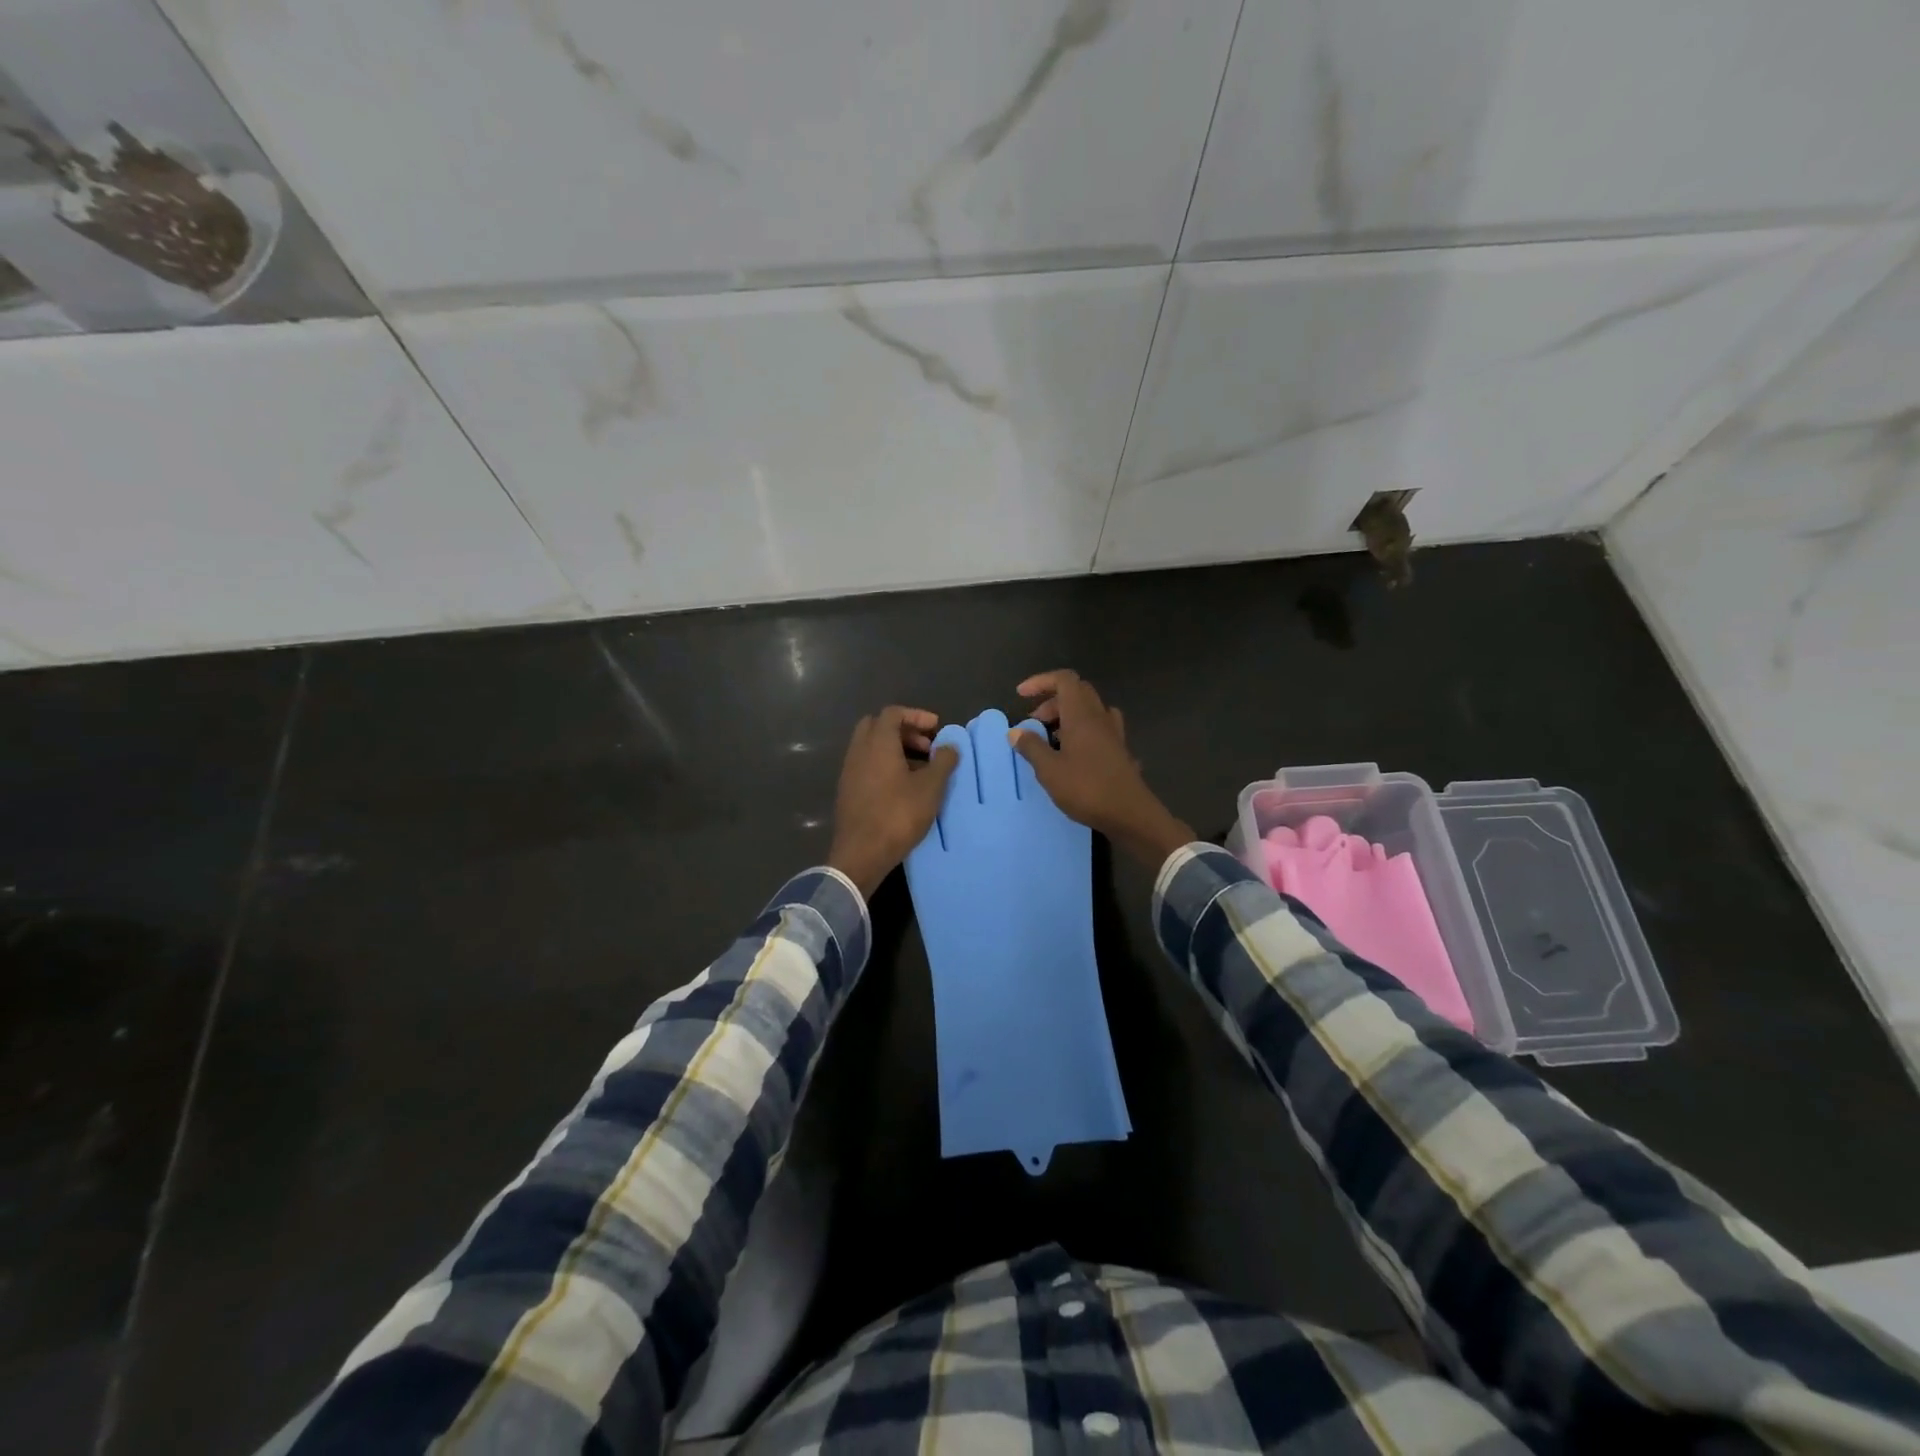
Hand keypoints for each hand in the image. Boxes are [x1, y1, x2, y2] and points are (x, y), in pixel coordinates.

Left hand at [826, 707, 959, 896]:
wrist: (861, 854)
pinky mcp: (847, 791)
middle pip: (878, 726)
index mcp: (877, 743)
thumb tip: (949, 745)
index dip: (916, 716)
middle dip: (904, 731)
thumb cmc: (898, 815)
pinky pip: (866, 765)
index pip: (893, 713)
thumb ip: (943, 761)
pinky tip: (903, 787)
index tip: (936, 728)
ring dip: (895, 750)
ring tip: (920, 770)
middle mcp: (859, 751)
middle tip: (926, 747)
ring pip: (871, 747)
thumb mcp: (930, 788)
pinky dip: (884, 765)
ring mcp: (849, 771)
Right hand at [1009, 670, 1195, 868]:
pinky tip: (1072, 753)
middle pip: (1077, 692)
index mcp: (1082, 715)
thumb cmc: (1086, 789)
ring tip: (1051, 739)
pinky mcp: (1119, 750)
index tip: (1021, 696)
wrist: (1130, 814)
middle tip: (1034, 723)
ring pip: (1089, 710)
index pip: (1064, 680)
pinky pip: (1099, 728)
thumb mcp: (1050, 770)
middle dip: (1051, 701)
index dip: (1041, 681)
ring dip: (1067, 716)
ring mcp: (1113, 733)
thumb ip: (1031, 747)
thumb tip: (1016, 731)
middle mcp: (1100, 717)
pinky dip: (1082, 731)